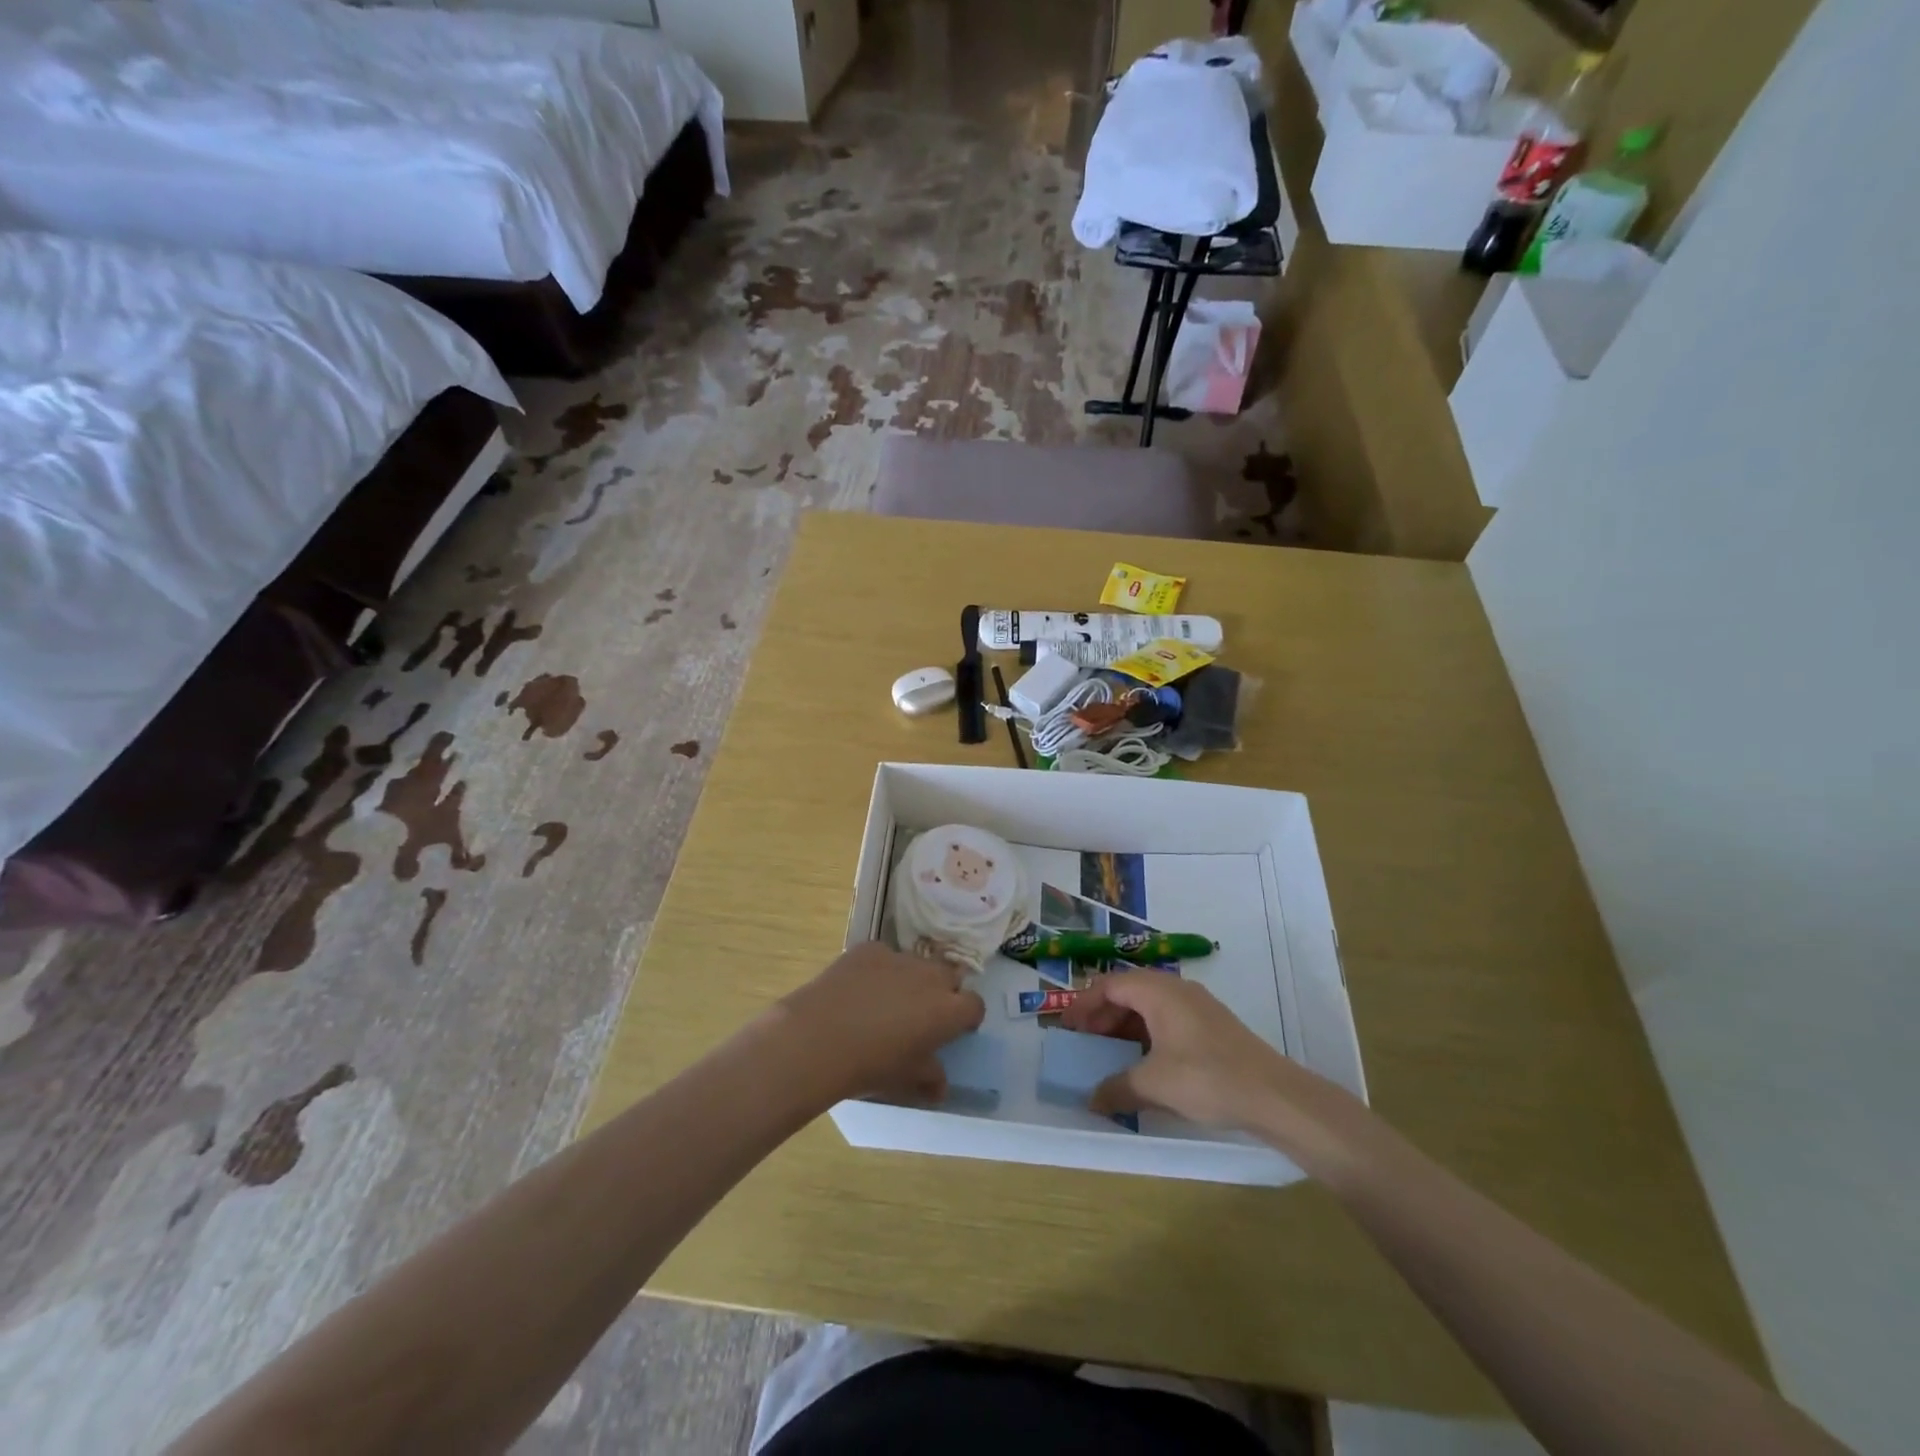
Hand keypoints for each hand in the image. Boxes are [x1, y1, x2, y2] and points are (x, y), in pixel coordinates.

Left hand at [776, 942, 984, 1103]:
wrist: (819, 1038)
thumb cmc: (871, 1066)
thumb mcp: (906, 1082)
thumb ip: (930, 1079)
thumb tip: (940, 1085)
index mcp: (947, 1010)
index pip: (974, 1006)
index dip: (966, 1018)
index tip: (953, 1031)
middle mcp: (929, 977)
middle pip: (949, 976)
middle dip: (942, 992)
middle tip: (922, 1015)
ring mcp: (898, 957)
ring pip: (916, 964)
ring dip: (911, 979)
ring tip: (886, 1002)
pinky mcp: (869, 949)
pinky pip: (884, 956)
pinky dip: (879, 970)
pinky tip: (858, 990)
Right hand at [1060, 972, 1366, 1172]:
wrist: (1273, 1095)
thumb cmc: (1207, 1078)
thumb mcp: (1154, 1084)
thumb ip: (1117, 1087)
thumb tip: (1091, 1100)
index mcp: (1158, 991)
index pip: (1109, 985)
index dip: (1083, 1004)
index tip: (1066, 1028)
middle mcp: (1176, 989)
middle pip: (1128, 991)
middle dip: (1102, 1016)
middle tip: (1085, 1042)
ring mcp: (1196, 1006)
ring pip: (1148, 1006)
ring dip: (1124, 1027)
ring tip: (1109, 1054)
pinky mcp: (1210, 1025)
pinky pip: (1166, 1019)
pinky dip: (1146, 1034)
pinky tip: (1143, 1062)